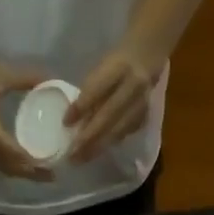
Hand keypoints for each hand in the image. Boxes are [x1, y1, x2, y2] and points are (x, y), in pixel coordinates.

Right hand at [0, 54, 53, 179]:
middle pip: (10, 167)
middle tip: (51, 176)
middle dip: (30, 174)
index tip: (51, 166)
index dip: (32, 163)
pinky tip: (21, 162)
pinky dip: (11, 165)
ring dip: (20, 172)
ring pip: (2, 166)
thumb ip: (24, 78)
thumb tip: (49, 80)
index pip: (14, 154)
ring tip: (39, 173)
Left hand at [65, 45, 160, 163]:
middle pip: (109, 116)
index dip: (81, 107)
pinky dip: (111, 142)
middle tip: (72, 155)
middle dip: (89, 137)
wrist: (148, 56)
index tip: (66, 123)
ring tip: (82, 158)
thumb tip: (74, 120)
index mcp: (119, 67)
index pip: (97, 90)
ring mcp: (142, 102)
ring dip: (99, 146)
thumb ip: (91, 91)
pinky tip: (98, 151)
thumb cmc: (116, 62)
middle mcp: (133, 85)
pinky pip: (126, 132)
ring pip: (119, 129)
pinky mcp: (146, 114)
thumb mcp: (101, 68)